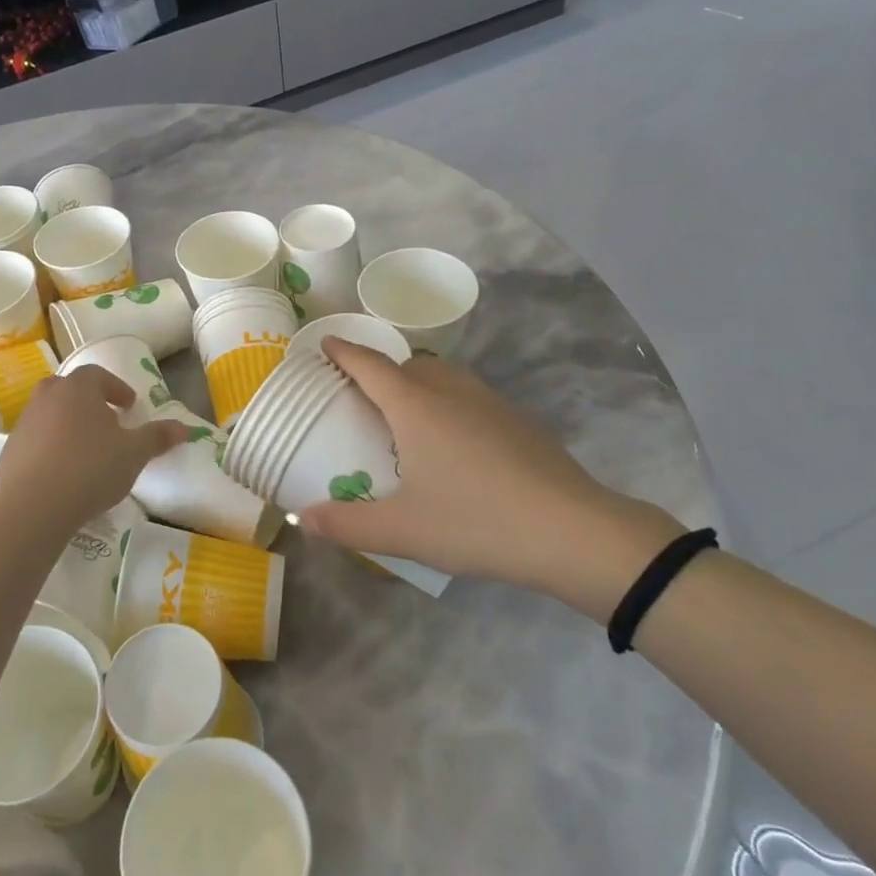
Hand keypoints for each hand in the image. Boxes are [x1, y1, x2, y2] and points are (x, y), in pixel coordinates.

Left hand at [0, 366, 186, 531]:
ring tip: (87, 451)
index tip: (129, 406)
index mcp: (78, 388)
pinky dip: (51, 448)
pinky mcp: (10, 450)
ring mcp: (24, 423)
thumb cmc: (91, 468)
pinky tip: (64, 473)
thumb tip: (184, 428)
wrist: (33, 506)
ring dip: (69, 425)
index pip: (98, 375)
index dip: (116, 388)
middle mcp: (47, 397)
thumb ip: (157, 437)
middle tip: (107, 422)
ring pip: (51, 414)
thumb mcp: (134, 453)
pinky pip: (36, 441)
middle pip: (70, 390)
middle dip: (89, 403)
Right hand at [297, 339, 684, 622]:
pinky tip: (457, 446)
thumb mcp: (401, 530)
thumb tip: (303, 518)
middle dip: (381, 372)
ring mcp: (491, 403)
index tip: (327, 343)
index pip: (370, 365)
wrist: (572, 532)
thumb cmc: (476, 521)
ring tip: (407, 418)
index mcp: (416, 407)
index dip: (345, 352)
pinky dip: (450, 405)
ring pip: (445, 378)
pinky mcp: (520, 421)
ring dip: (419, 385)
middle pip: (408, 367)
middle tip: (362, 397)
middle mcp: (451, 392)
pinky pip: (471, 398)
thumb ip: (347, 524)